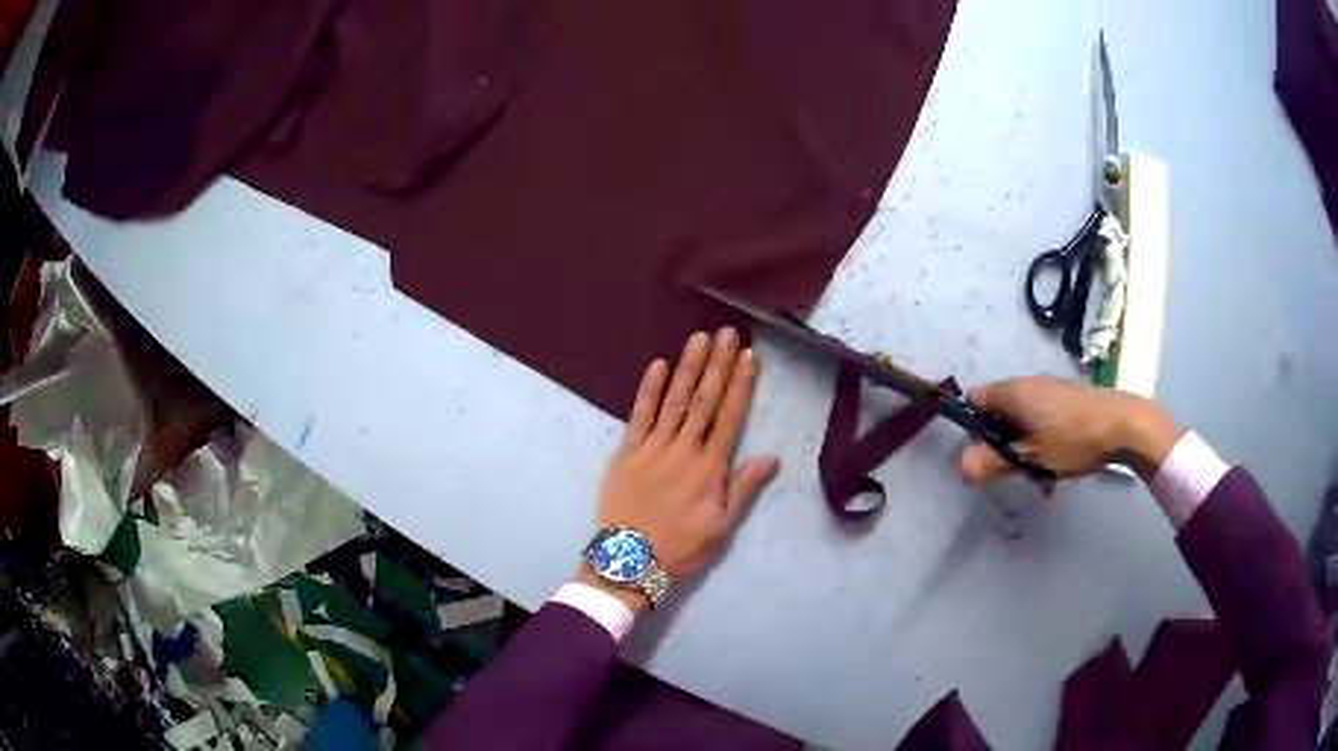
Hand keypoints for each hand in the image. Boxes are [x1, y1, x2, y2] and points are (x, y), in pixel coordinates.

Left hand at [583, 328, 779, 611]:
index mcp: (709, 468)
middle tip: (727, 333)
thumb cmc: (680, 548)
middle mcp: (683, 450)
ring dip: (688, 368)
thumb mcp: (721, 527)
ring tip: (700, 338)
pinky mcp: (626, 452)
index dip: (740, 385)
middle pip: (704, 401)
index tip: (748, 357)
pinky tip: (659, 365)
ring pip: (675, 401)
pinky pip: (639, 415)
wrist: (628, 561)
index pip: (729, 417)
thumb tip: (771, 457)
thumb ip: (744, 489)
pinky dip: (649, 390)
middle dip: (717, 365)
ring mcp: (652, 447)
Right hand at [959, 376, 1183, 483]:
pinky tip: (1060, 463)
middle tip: (1015, 469)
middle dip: (1003, 442)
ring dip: (1025, 445)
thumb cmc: (1074, 440)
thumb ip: (993, 462)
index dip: (974, 427)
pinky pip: (1043, 417)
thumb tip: (960, 467)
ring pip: (1023, 418)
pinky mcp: (1068, 397)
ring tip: (1041, 474)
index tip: (986, 454)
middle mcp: (1028, 383)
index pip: (975, 400)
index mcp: (1014, 393)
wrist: (1124, 424)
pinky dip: (1043, 438)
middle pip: (1000, 412)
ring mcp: (1050, 388)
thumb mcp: (1031, 458)